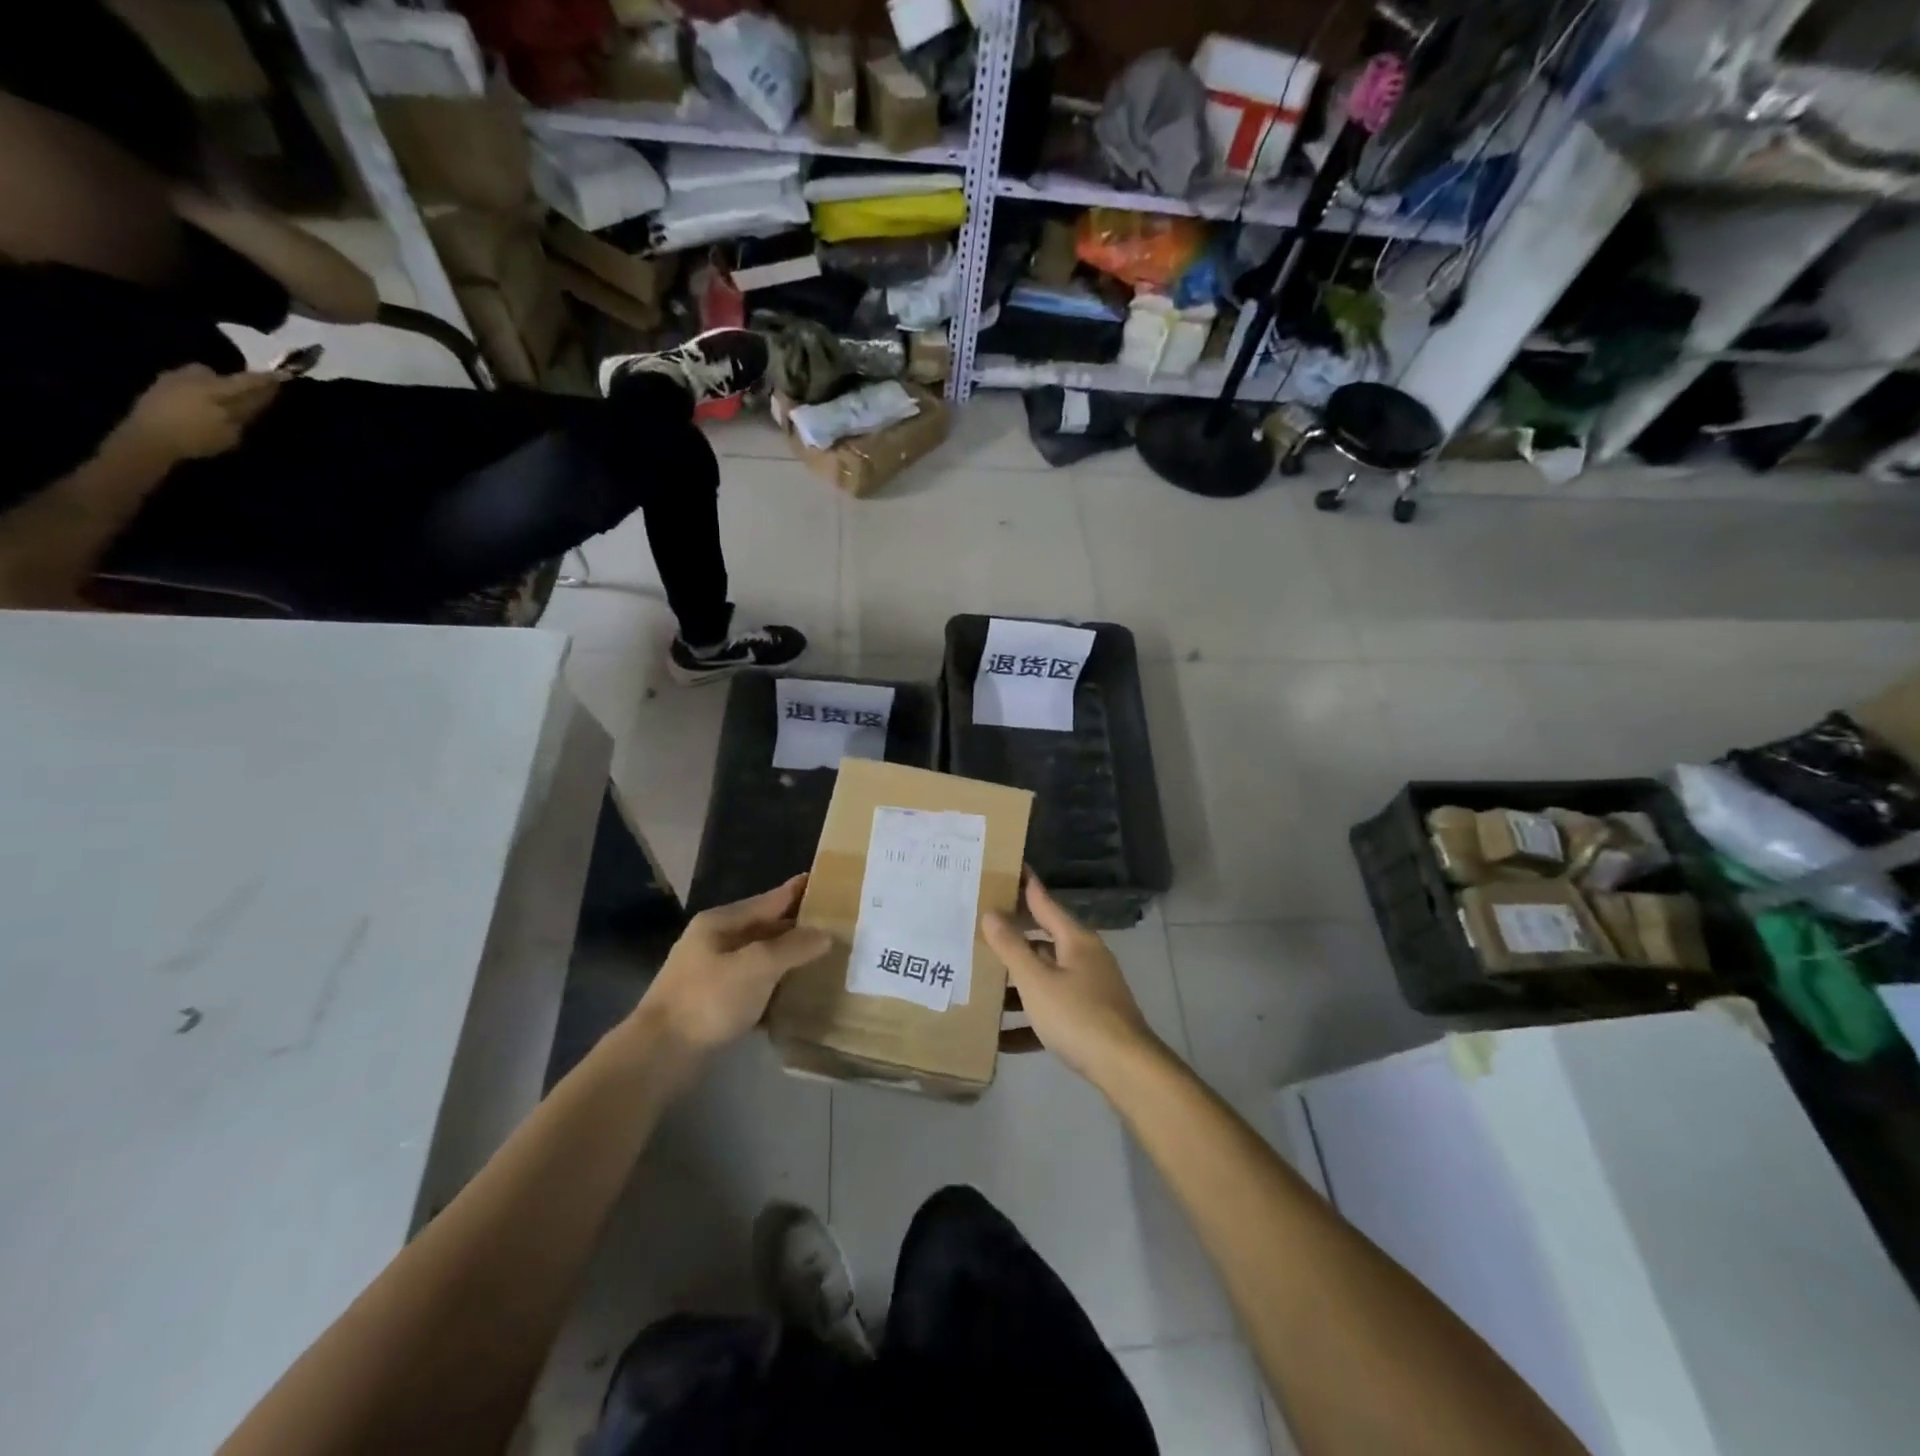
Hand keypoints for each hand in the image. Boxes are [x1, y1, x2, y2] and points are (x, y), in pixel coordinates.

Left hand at [126, 364, 281, 461]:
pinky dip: (194, 391)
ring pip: (198, 376)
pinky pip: (182, 383)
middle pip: (217, 374)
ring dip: (210, 385)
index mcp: (216, 389)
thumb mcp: (229, 433)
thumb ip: (243, 414)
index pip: (247, 382)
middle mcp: (194, 378)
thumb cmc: (195, 438)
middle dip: (231, 381)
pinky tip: (194, 405)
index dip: (266, 380)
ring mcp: (171, 379)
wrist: (147, 438)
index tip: (283, 375)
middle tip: (239, 393)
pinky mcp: (157, 387)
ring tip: (214, 402)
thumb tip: (256, 401)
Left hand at [635, 875, 829, 1057]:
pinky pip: (753, 985)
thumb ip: (793, 947)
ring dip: (788, 958)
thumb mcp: (756, 966)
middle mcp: (715, 941)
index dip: (799, 891)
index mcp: (721, 922)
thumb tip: (825, 934)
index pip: (770, 899)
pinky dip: (775, 986)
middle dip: (798, 927)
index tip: (829, 882)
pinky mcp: (714, 1003)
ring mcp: (712, 973)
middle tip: (837, 926)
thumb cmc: (708, 999)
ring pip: (761, 958)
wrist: (659, 1055)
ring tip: (824, 959)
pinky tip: (797, 994)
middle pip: (765, 927)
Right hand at [982, 877, 1160, 1086]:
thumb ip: (1011, 947)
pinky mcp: (1090, 1020)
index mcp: (1075, 940)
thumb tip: (991, 913)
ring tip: (981, 988)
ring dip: (1016, 986)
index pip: (1044, 902)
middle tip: (977, 931)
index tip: (1008, 867)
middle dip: (1011, 942)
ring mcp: (1090, 989)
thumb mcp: (1036, 981)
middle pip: (1042, 942)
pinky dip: (1029, 1021)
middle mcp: (1085, 958)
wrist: (1126, 1069)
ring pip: (1045, 979)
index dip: (1025, 885)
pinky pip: (1052, 1012)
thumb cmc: (1078, 1016)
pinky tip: (1001, 1039)